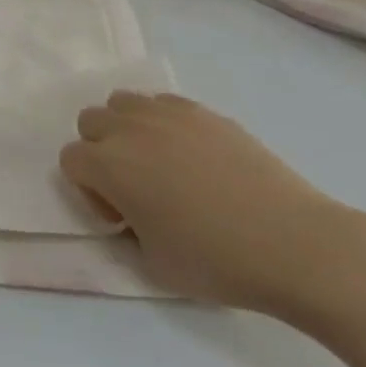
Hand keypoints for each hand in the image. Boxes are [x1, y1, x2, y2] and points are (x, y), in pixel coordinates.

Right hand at [60, 90, 337, 310]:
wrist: (295, 244)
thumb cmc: (216, 261)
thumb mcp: (152, 264)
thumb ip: (125, 232)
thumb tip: (130, 215)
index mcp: (109, 165)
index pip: (70, 160)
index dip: (89, 191)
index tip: (122, 218)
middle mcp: (130, 129)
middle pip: (90, 120)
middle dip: (101, 150)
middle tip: (135, 186)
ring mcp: (169, 115)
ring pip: (123, 102)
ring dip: (127, 129)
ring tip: (160, 164)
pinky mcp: (205, 112)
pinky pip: (164, 103)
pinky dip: (164, 123)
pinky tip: (194, 157)